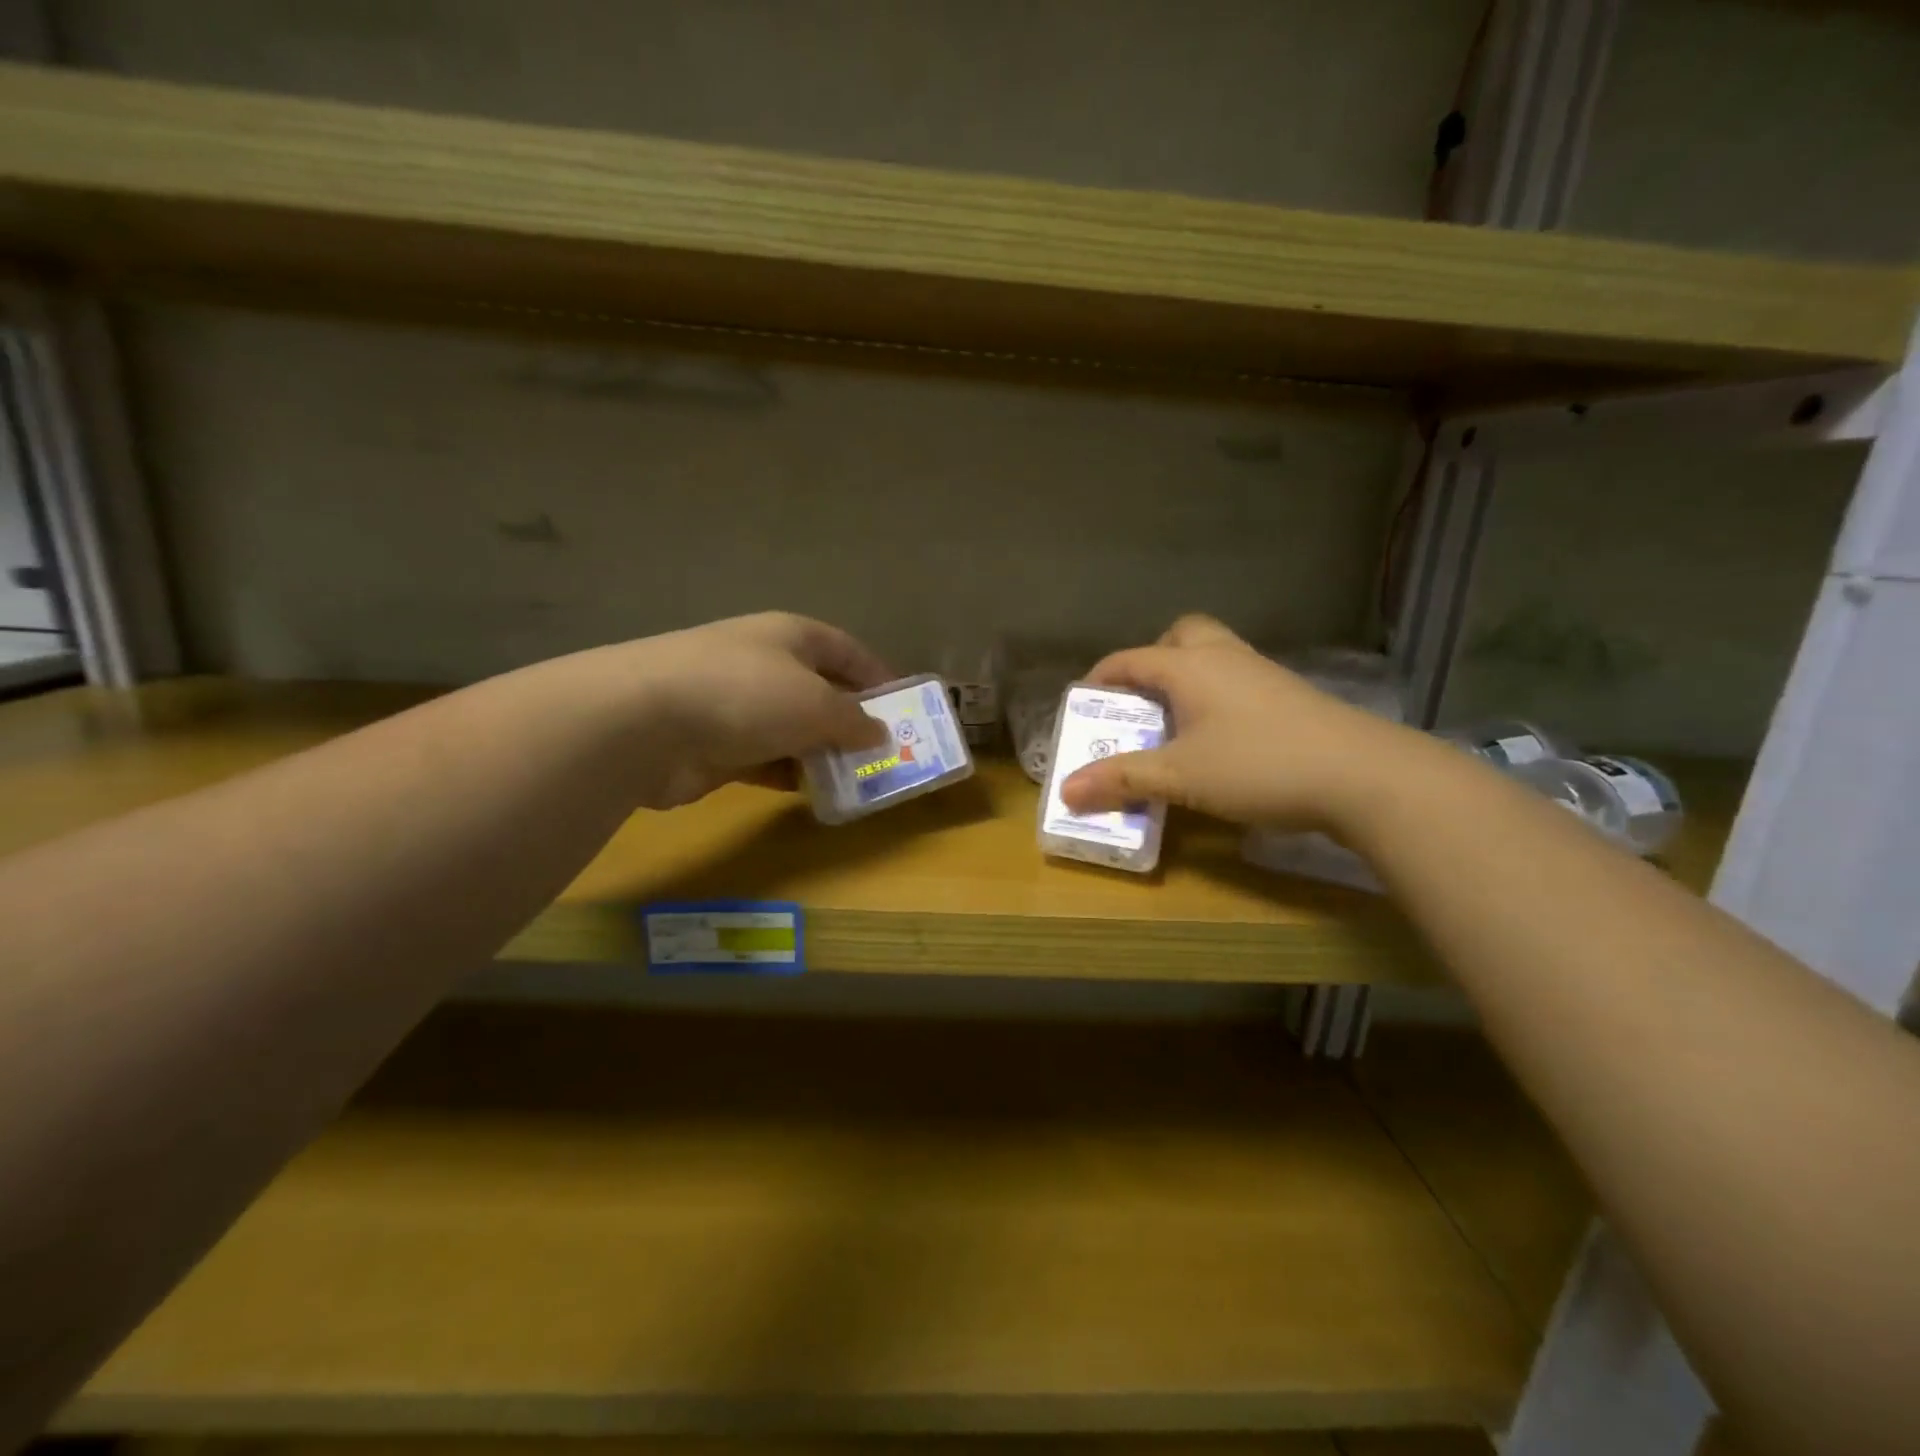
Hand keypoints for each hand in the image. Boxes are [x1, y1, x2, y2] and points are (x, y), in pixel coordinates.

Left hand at [594, 612, 893, 808]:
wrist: (644, 723)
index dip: (878, 674)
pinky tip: (815, 792)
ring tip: (859, 779)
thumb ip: (855, 721)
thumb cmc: (746, 694)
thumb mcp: (817, 704)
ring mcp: (737, 705)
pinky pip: (768, 759)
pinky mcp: (717, 746)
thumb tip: (880, 733)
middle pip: (821, 690)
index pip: (846, 649)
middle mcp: (765, 664)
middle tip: (887, 751)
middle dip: (852, 720)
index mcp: (791, 636)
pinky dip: (791, 773)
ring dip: (823, 752)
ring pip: (794, 728)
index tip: (906, 706)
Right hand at [1060, 614, 1417, 831]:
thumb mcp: (1181, 778)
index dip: (1099, 679)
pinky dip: (1216, 698)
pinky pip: (1238, 681)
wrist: (1362, 775)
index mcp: (1190, 667)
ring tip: (1174, 724)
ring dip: (1186, 679)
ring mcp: (1262, 674)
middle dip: (1152, 661)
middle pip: (1180, 636)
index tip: (1081, 706)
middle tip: (1140, 702)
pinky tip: (1219, 739)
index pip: (1130, 659)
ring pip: (1213, 656)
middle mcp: (1224, 658)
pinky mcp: (1289, 697)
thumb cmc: (1259, 766)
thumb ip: (1123, 780)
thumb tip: (1066, 791)